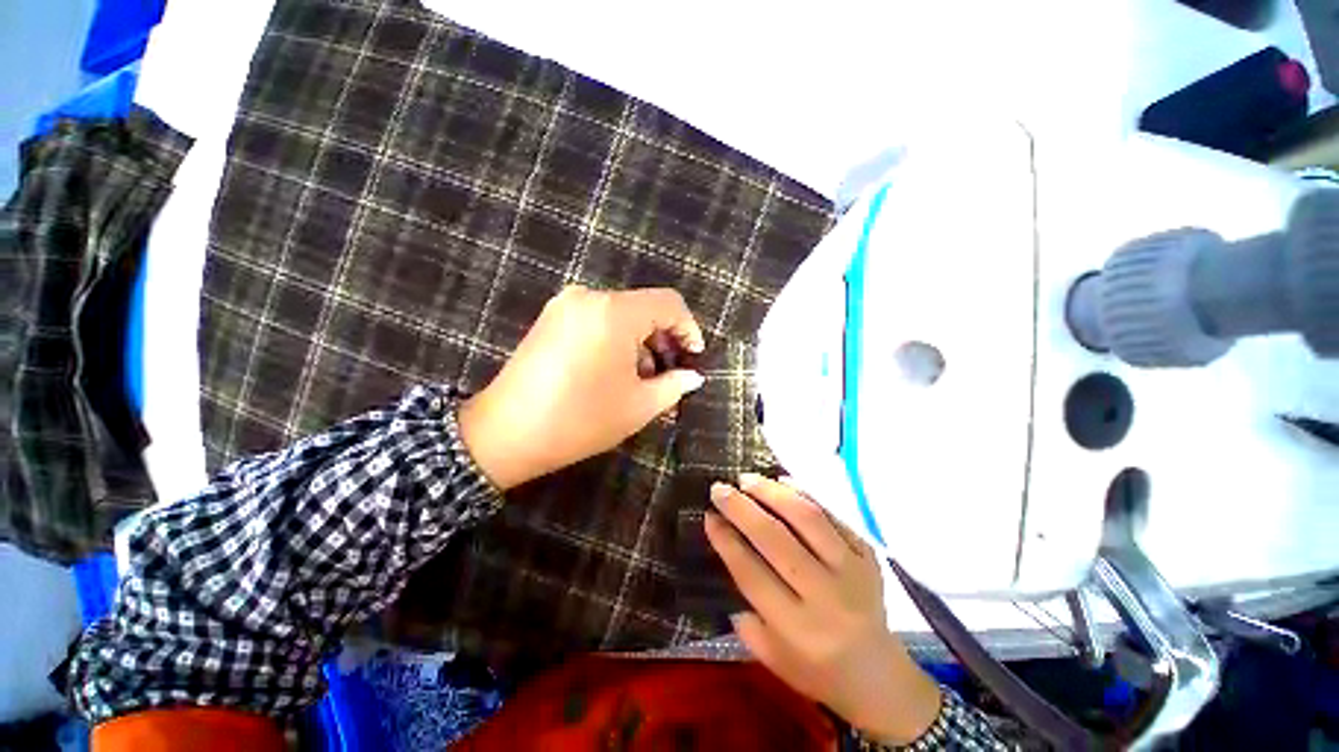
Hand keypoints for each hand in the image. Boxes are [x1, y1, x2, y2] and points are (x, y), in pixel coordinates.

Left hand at [459, 286, 705, 489]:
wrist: (505, 434)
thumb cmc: (580, 419)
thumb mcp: (639, 406)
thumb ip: (674, 385)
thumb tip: (693, 376)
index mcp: (614, 313)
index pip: (668, 303)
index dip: (688, 328)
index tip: (693, 357)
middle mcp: (589, 297)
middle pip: (644, 307)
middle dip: (664, 338)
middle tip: (672, 372)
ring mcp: (566, 305)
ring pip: (621, 314)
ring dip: (640, 342)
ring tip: (644, 378)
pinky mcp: (551, 318)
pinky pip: (597, 320)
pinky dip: (616, 340)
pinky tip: (616, 370)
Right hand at [705, 475, 941, 744]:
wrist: (880, 677)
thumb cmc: (817, 670)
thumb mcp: (772, 658)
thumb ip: (746, 614)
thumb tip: (729, 553)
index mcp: (798, 630)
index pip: (752, 574)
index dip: (727, 540)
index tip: (709, 516)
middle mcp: (826, 597)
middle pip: (777, 539)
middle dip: (742, 508)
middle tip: (720, 488)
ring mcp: (852, 571)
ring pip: (807, 518)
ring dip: (772, 492)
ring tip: (748, 479)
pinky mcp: (868, 554)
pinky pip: (833, 514)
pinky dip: (805, 493)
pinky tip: (783, 481)